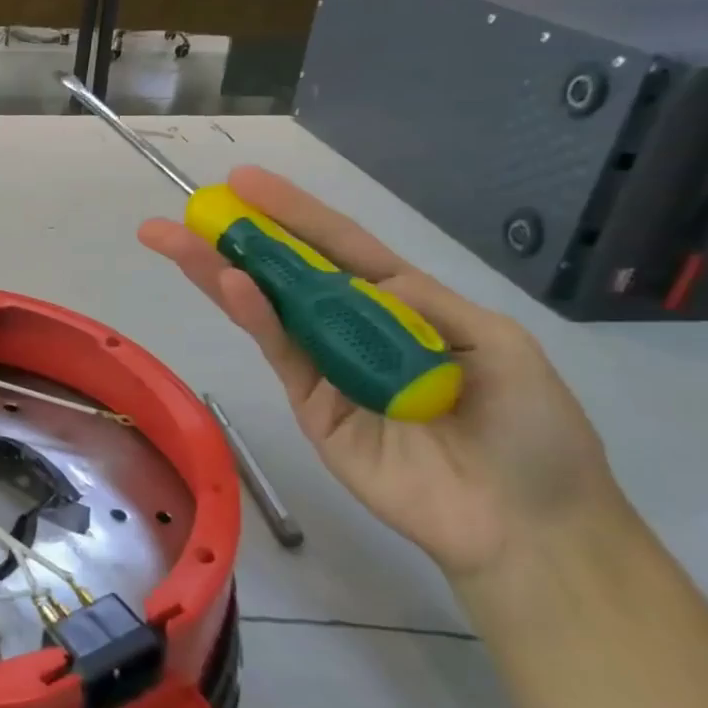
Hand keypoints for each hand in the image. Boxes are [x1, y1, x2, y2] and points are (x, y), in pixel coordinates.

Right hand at [139, 167, 623, 581]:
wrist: (524, 526)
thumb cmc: (532, 431)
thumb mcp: (499, 345)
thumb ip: (424, 303)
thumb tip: (358, 277)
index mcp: (403, 304)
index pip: (339, 246)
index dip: (292, 211)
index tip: (244, 181)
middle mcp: (354, 327)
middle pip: (288, 271)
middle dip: (236, 237)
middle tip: (185, 210)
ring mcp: (325, 365)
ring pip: (268, 307)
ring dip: (222, 271)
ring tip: (175, 241)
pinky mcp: (308, 403)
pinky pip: (280, 351)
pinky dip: (255, 316)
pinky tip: (231, 284)